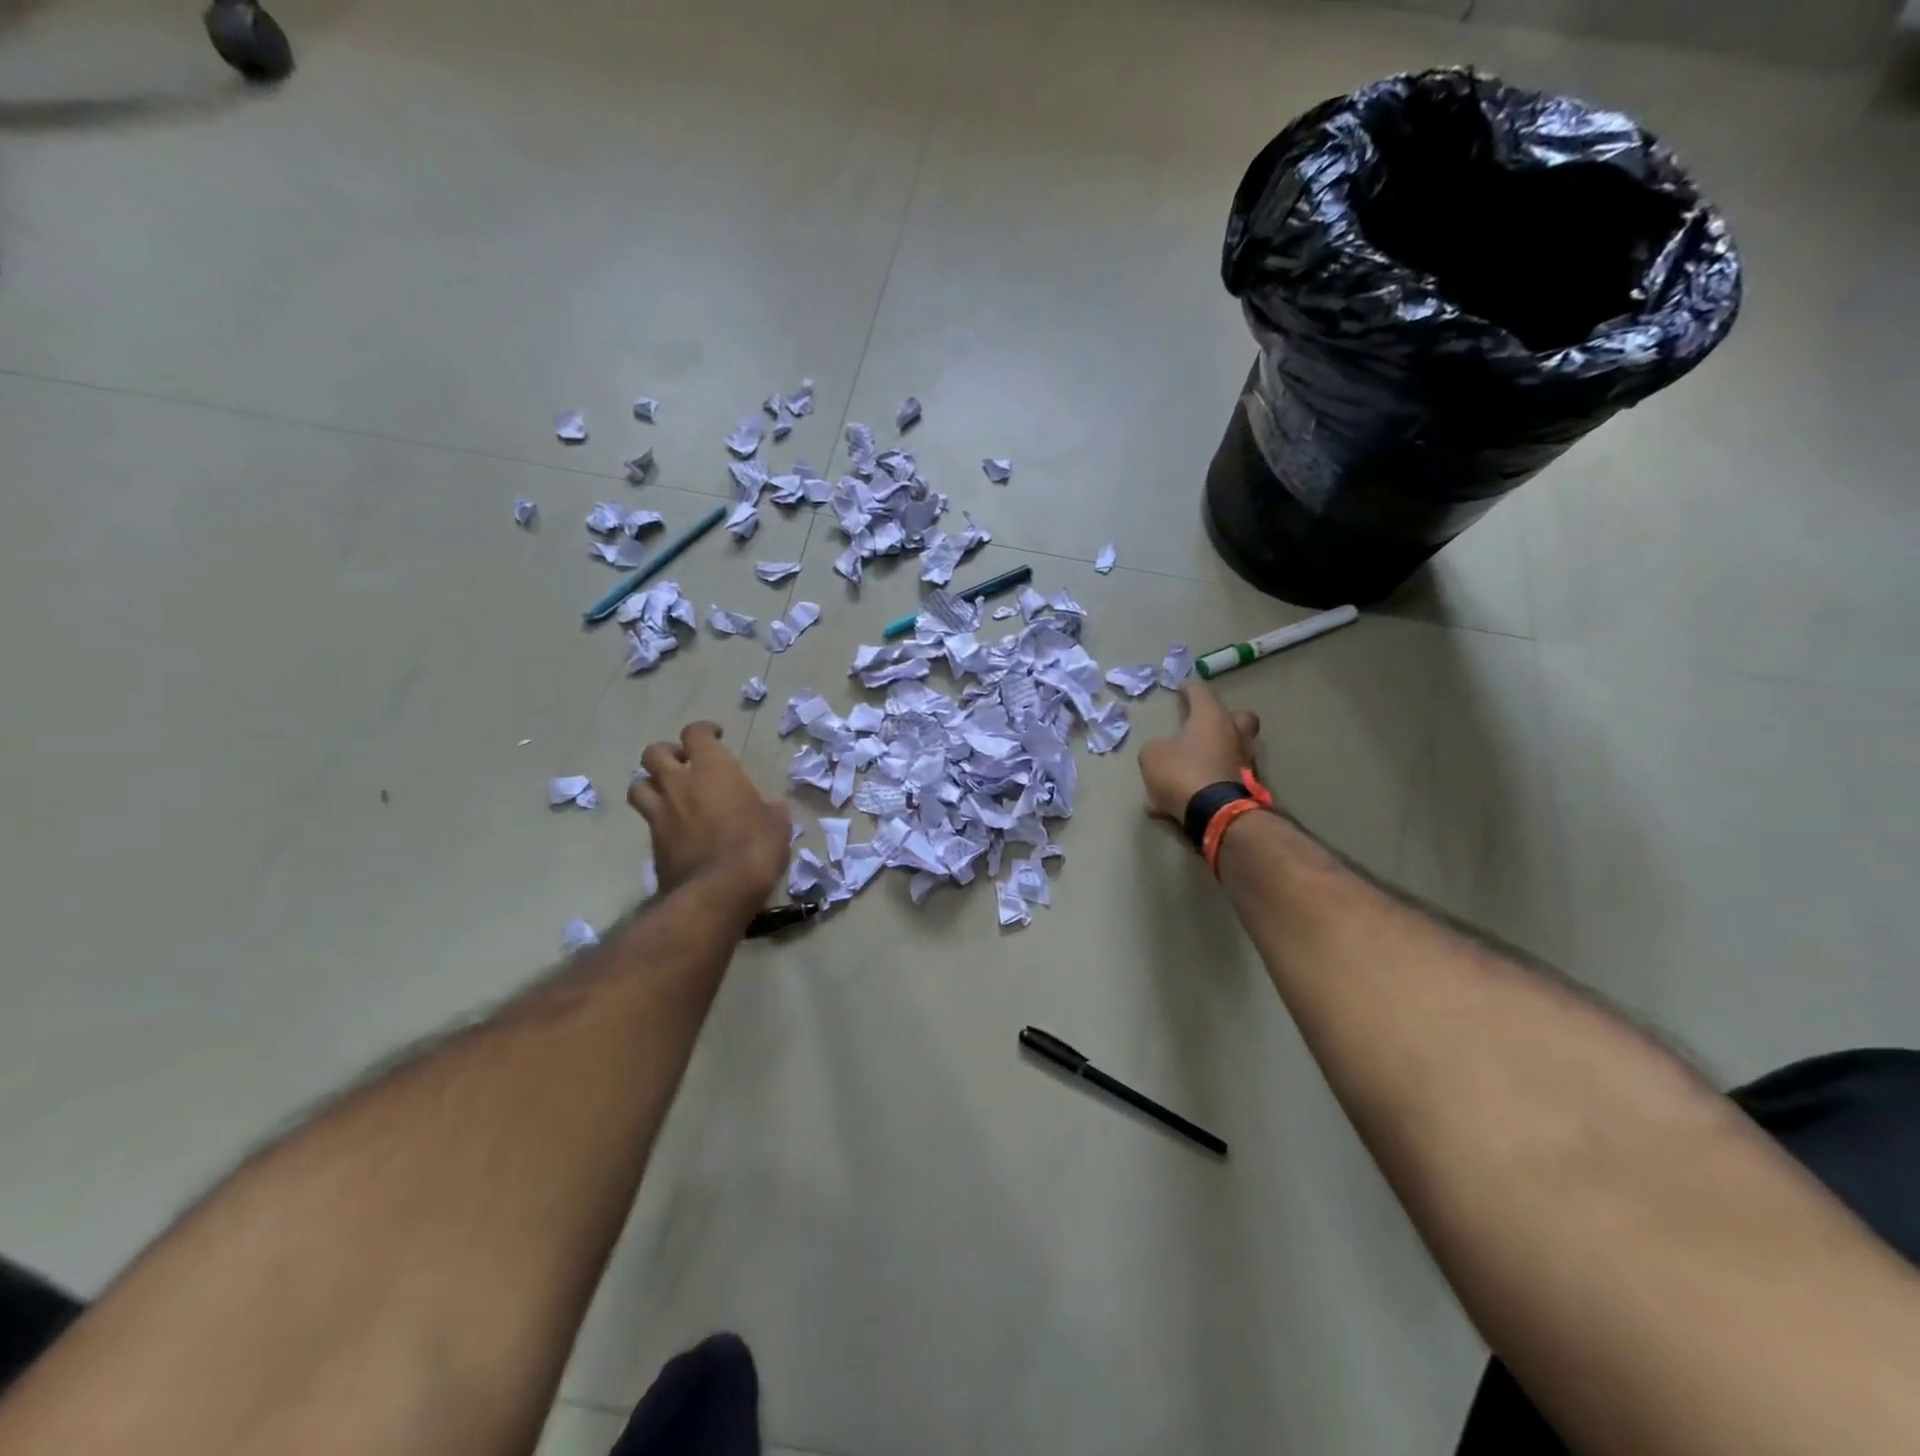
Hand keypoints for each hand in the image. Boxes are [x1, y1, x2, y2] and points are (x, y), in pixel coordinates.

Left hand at [627, 722, 789, 912]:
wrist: (717, 891)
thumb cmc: (755, 847)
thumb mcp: (778, 824)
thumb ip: (770, 809)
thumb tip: (771, 808)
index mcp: (713, 768)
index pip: (696, 733)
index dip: (704, 731)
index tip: (716, 736)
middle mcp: (679, 784)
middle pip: (654, 752)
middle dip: (668, 753)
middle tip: (685, 763)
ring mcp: (661, 813)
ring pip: (638, 785)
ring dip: (651, 783)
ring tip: (668, 793)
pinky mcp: (652, 843)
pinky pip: (648, 820)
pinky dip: (658, 818)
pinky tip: (675, 828)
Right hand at [1137, 682, 1263, 822]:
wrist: (1216, 814)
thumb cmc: (1183, 772)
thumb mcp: (1152, 756)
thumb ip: (1155, 748)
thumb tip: (1162, 753)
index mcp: (1212, 718)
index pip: (1201, 692)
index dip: (1189, 687)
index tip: (1183, 686)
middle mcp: (1234, 735)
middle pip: (1239, 718)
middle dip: (1224, 719)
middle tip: (1204, 726)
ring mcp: (1244, 763)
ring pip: (1230, 751)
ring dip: (1213, 755)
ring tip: (1186, 770)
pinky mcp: (1246, 789)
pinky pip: (1221, 781)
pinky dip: (1206, 785)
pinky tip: (1183, 799)